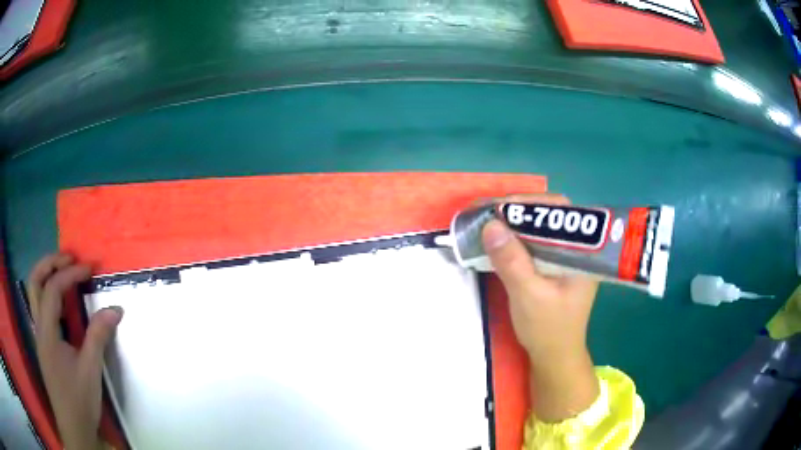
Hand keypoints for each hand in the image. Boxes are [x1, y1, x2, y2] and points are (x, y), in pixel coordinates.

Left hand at [28, 253, 122, 449]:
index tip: (89, 269)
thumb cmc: (79, 399)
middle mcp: (39, 327)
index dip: (70, 274)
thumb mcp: (91, 370)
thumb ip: (99, 336)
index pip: (53, 289)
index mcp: (47, 332)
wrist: (73, 427)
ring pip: (35, 293)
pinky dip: (50, 295)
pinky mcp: (44, 344)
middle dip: (49, 263)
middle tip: (68, 258)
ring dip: (47, 276)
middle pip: (35, 281)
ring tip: (65, 271)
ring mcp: (40, 335)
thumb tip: (116, 309)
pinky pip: (42, 309)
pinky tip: (63, 303)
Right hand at [481, 194, 599, 421]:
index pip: (560, 211)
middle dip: (519, 210)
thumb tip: (490, 225)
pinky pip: (533, 242)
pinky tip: (498, 240)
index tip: (499, 207)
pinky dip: (514, 238)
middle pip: (549, 215)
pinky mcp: (552, 265)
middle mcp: (576, 247)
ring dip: (514, 222)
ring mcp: (564, 256)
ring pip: (539, 227)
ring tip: (488, 221)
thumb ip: (512, 261)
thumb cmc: (548, 330)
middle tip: (489, 212)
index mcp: (582, 252)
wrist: (554, 357)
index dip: (530, 203)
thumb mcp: (528, 296)